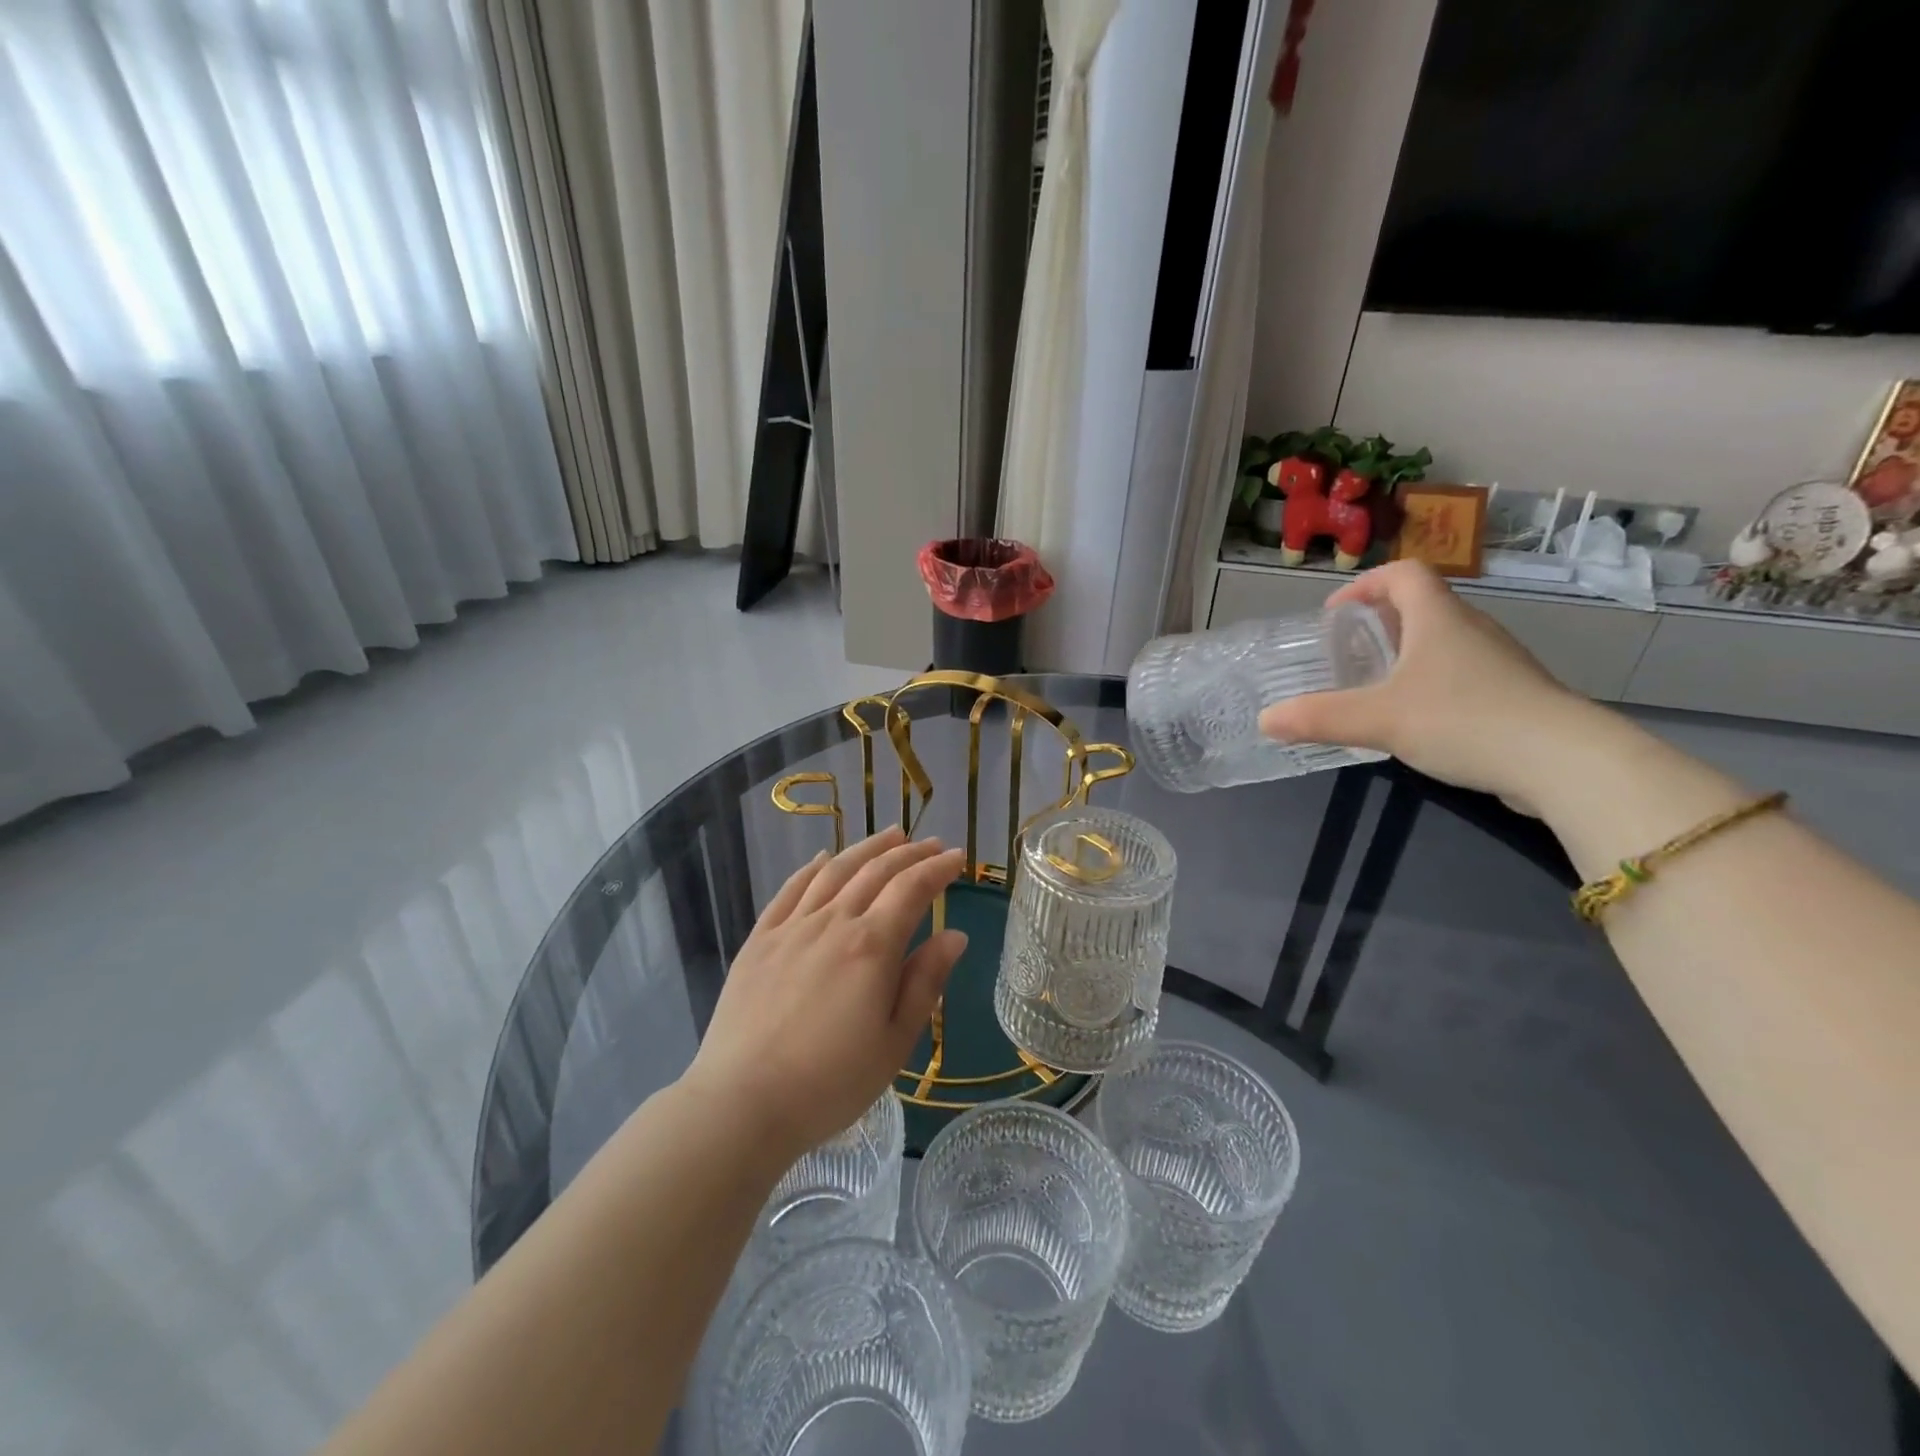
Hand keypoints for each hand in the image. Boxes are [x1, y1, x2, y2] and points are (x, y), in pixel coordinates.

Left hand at [682, 827, 967, 1160]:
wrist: (743, 1102)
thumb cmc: (831, 1082)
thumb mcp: (895, 1042)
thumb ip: (925, 982)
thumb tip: (955, 935)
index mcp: (872, 946)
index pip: (912, 889)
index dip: (938, 869)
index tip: (957, 858)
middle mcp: (834, 922)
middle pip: (876, 872)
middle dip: (909, 853)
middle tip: (931, 844)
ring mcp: (792, 927)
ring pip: (835, 871)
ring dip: (866, 849)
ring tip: (890, 836)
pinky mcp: (760, 940)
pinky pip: (791, 890)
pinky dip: (812, 868)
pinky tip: (823, 859)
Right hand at [1257, 561, 1599, 809]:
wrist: (1563, 762)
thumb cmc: (1464, 720)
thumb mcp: (1379, 720)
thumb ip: (1318, 718)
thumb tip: (1265, 719)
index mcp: (1439, 619)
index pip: (1404, 574)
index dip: (1366, 584)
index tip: (1336, 614)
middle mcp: (1471, 629)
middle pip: (1424, 605)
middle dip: (1381, 622)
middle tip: (1349, 652)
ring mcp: (1498, 661)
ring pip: (1444, 641)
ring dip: (1407, 653)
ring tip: (1376, 686)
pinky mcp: (1514, 693)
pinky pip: (1462, 672)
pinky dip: (1432, 682)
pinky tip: (1419, 719)